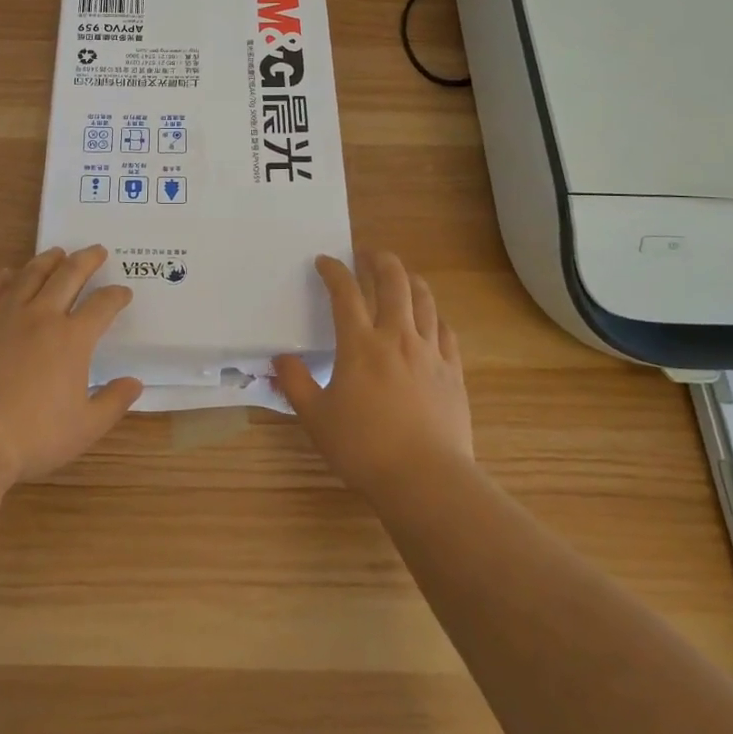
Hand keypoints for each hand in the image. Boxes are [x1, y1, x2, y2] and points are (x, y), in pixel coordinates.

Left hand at [0, 246, 141, 484]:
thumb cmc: (33, 436)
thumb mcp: (85, 428)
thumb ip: (114, 402)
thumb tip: (135, 382)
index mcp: (72, 339)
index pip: (102, 306)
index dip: (116, 296)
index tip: (124, 292)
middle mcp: (41, 318)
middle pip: (67, 277)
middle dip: (86, 261)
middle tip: (96, 250)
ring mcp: (5, 318)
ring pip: (28, 277)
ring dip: (45, 261)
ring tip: (56, 252)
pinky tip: (3, 274)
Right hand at [273, 250, 473, 499]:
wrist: (426, 479)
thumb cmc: (364, 447)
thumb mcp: (316, 418)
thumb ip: (295, 384)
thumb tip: (280, 359)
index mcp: (359, 344)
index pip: (344, 293)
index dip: (333, 271)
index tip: (324, 261)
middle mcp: (396, 337)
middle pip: (393, 282)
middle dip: (379, 260)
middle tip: (368, 254)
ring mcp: (429, 352)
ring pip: (424, 300)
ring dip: (410, 280)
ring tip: (401, 275)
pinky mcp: (453, 372)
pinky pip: (446, 331)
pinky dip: (435, 316)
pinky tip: (430, 320)